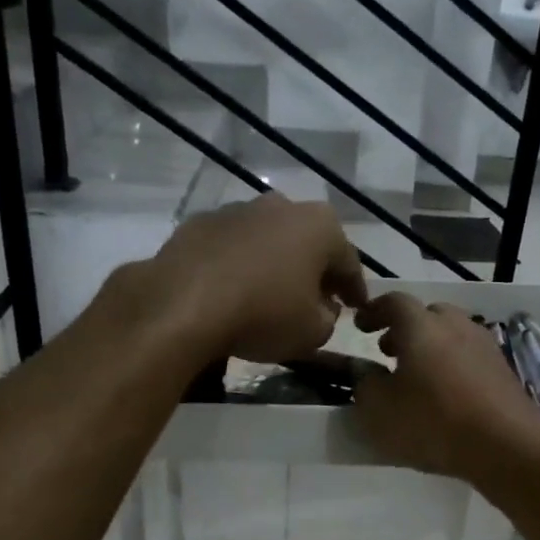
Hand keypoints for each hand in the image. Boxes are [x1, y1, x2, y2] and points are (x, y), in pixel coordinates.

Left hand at [144, 195, 366, 362]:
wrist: (182, 304)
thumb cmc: (263, 315)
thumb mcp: (313, 333)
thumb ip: (329, 318)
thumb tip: (322, 308)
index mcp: (320, 226)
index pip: (349, 262)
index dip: (355, 289)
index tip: (357, 308)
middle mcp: (282, 206)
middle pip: (307, 243)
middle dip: (314, 270)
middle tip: (317, 299)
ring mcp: (237, 210)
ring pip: (268, 240)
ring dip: (274, 263)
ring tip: (270, 294)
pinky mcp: (199, 223)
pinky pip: (231, 248)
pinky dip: (238, 265)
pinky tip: (232, 290)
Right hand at [351, 295, 539, 479]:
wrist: (506, 444)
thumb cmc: (432, 421)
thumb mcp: (379, 409)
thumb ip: (365, 384)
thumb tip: (366, 372)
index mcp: (420, 325)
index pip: (393, 302)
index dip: (374, 311)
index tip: (360, 326)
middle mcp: (455, 325)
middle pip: (427, 315)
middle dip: (405, 329)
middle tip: (388, 352)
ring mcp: (484, 345)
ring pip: (451, 335)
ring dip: (431, 348)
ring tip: (417, 376)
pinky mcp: (503, 370)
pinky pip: (469, 357)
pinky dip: (452, 366)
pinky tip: (446, 394)